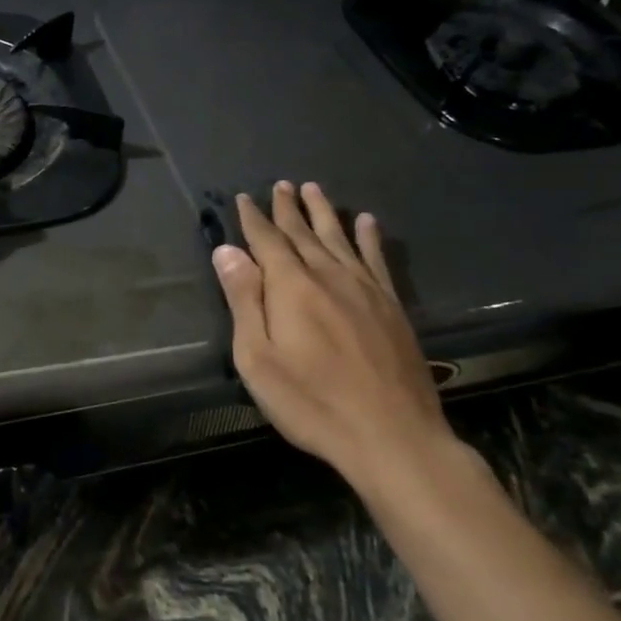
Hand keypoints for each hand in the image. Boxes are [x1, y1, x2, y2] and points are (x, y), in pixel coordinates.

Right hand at [212, 181, 455, 492]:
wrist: (392, 436)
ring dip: (323, 212)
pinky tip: (366, 221)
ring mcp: (365, 289)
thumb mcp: (258, 358)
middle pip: (304, 233)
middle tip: (279, 185)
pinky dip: (369, 237)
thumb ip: (244, 300)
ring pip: (339, 238)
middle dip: (288, 208)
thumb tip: (228, 251)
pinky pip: (377, 259)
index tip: (244, 198)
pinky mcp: (392, 307)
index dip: (254, 219)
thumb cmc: (312, 402)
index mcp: (292, 286)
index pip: (267, 240)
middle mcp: (329, 276)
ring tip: (313, 189)